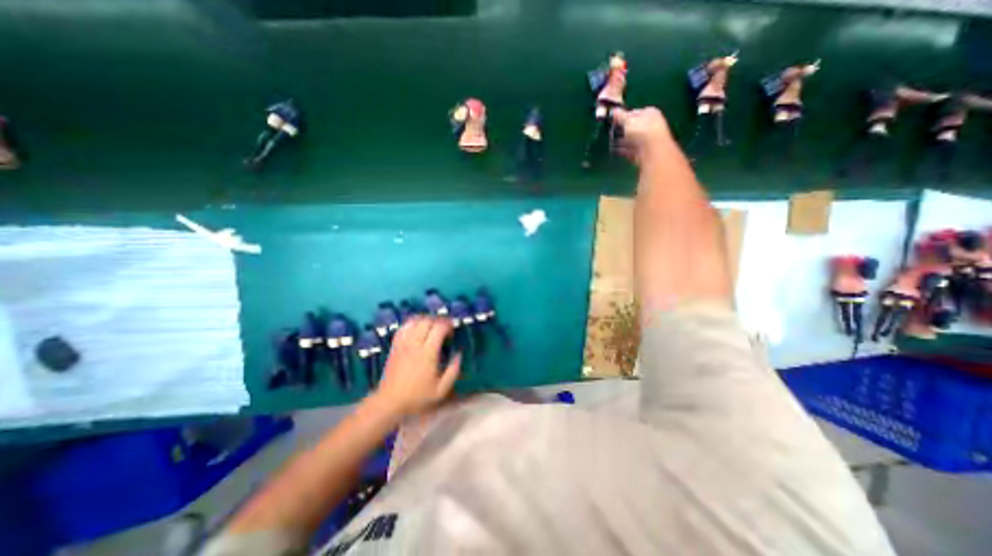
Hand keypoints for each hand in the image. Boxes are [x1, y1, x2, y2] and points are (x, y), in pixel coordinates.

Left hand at [374, 317, 462, 415]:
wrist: (389, 402)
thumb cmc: (417, 397)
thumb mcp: (441, 390)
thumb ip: (453, 371)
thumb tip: (459, 354)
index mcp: (428, 353)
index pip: (439, 328)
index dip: (448, 324)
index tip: (453, 329)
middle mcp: (415, 344)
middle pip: (427, 321)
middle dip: (439, 320)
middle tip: (445, 327)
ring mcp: (403, 343)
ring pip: (415, 321)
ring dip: (426, 319)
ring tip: (433, 326)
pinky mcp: (395, 345)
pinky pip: (404, 327)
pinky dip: (413, 323)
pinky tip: (417, 328)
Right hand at [612, 107, 673, 163]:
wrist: (651, 151)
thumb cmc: (642, 131)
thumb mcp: (628, 120)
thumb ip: (620, 116)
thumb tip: (613, 111)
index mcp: (650, 113)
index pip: (634, 112)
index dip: (623, 116)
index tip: (613, 120)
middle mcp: (650, 125)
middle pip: (632, 127)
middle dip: (621, 130)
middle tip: (610, 131)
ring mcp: (646, 140)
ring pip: (630, 139)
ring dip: (621, 141)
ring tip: (609, 142)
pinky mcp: (641, 152)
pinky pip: (629, 150)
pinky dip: (621, 150)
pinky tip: (613, 150)